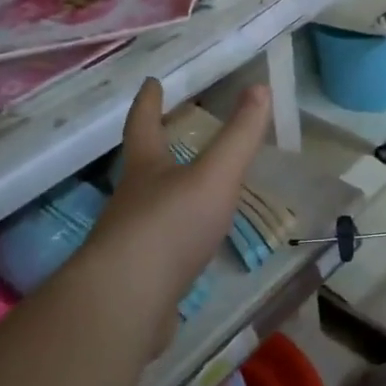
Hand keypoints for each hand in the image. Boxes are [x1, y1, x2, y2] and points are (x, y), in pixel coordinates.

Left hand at [71, 79, 270, 330]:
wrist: (126, 303)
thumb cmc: (170, 226)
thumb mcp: (215, 175)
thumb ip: (239, 136)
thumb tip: (260, 87)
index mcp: (146, 169)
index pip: (144, 125)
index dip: (149, 102)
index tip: (151, 82)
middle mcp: (131, 201)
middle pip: (141, 167)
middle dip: (154, 148)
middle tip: (170, 133)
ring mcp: (129, 243)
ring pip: (148, 209)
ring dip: (165, 196)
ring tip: (189, 192)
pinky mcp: (136, 280)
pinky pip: (156, 252)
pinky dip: (172, 242)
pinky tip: (188, 251)